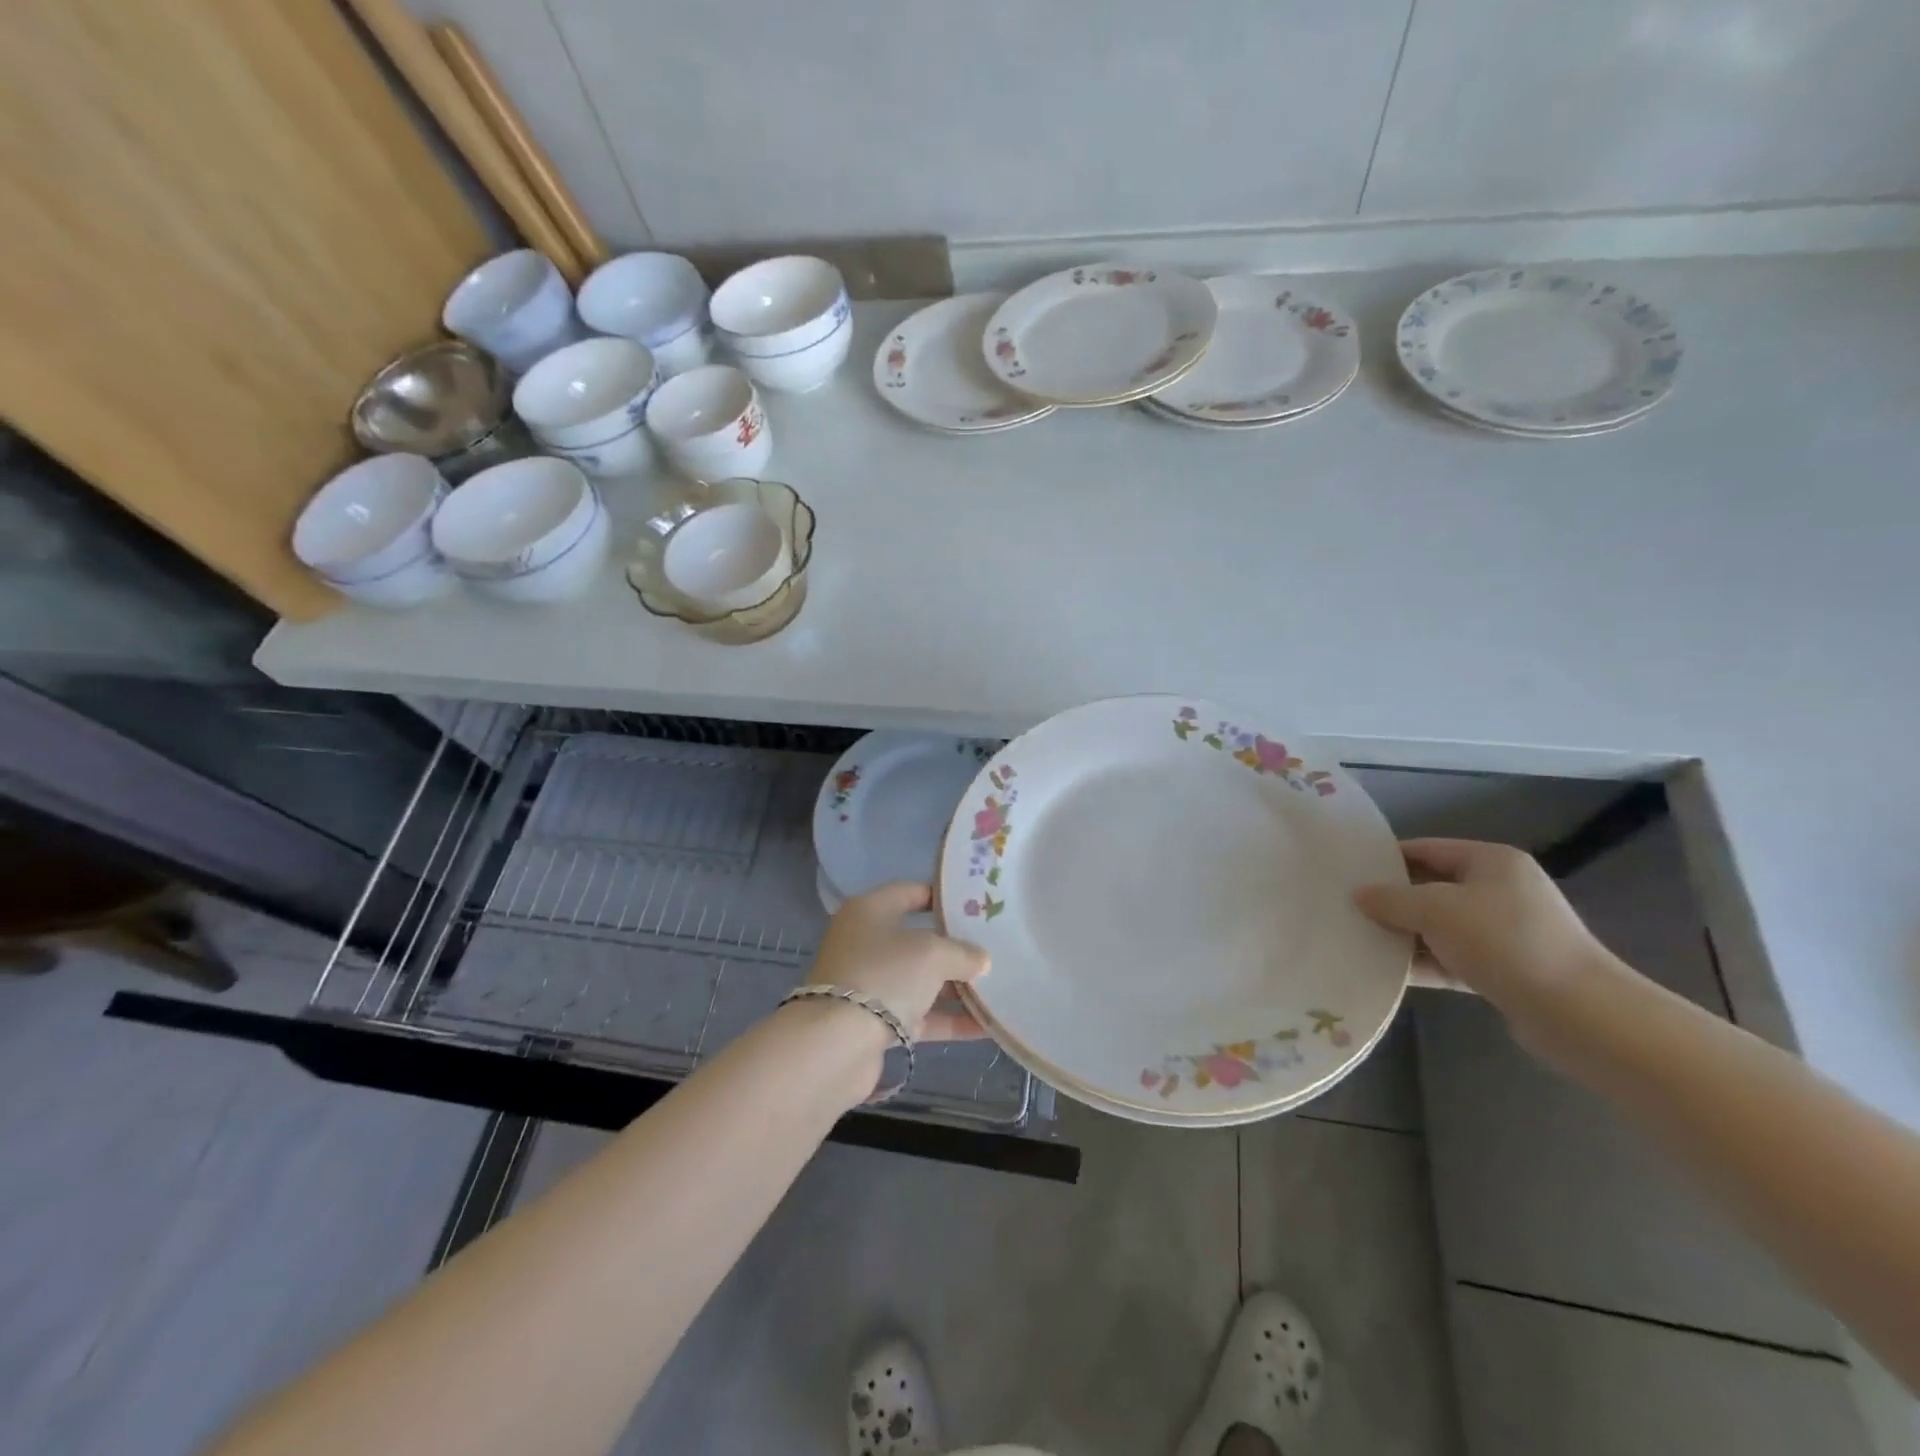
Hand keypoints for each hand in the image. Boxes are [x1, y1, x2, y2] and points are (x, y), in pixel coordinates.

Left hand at [803, 882, 989, 1043]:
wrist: (837, 1044)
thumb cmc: (885, 975)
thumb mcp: (932, 954)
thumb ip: (962, 953)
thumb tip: (981, 960)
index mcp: (870, 911)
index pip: (910, 892)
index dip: (942, 897)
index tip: (976, 905)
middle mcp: (866, 943)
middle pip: (918, 939)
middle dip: (955, 947)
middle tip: (995, 948)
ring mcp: (870, 984)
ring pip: (920, 980)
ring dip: (956, 987)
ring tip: (999, 989)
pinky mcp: (875, 1023)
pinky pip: (920, 1016)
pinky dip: (949, 1020)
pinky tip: (986, 1027)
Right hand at [1353, 839, 1619, 1051]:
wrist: (1577, 1014)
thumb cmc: (1504, 942)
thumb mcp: (1436, 910)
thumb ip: (1392, 899)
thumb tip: (1359, 894)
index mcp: (1490, 861)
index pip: (1426, 849)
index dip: (1386, 858)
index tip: (1347, 872)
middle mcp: (1500, 890)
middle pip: (1431, 888)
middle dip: (1391, 900)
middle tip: (1346, 908)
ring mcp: (1504, 932)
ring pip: (1439, 926)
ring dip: (1404, 934)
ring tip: (1358, 940)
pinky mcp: (1504, 970)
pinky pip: (1451, 958)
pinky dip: (1423, 962)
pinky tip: (1387, 972)